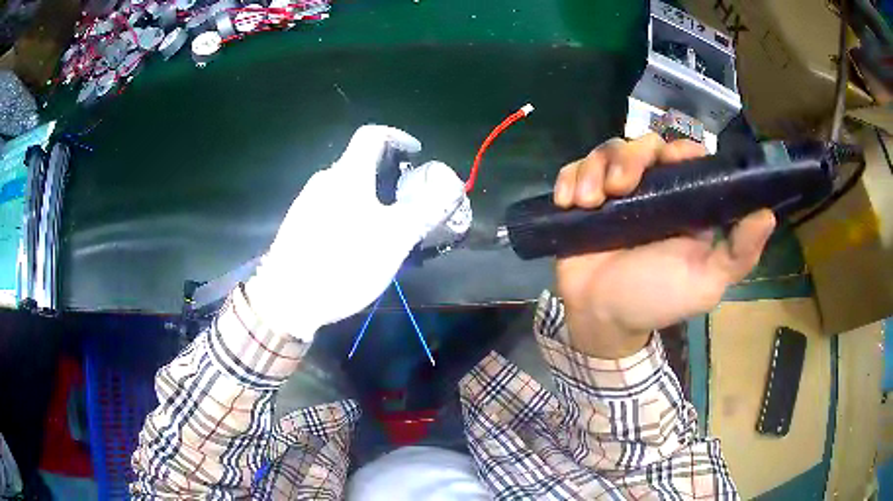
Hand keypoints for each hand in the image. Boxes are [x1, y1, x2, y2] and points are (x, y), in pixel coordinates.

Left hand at [245, 125, 464, 340]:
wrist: (286, 299)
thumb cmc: (342, 263)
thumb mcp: (393, 239)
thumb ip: (424, 211)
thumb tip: (450, 189)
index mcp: (347, 175)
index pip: (371, 135)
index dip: (397, 136)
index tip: (416, 152)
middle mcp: (324, 180)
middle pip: (359, 161)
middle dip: (388, 172)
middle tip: (408, 197)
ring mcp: (307, 201)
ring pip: (345, 186)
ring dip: (370, 194)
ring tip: (386, 223)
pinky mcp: (298, 223)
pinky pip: (331, 205)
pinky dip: (352, 210)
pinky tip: (356, 241)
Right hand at [553, 134, 775, 358]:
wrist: (603, 318)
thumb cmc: (658, 300)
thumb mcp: (706, 282)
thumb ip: (738, 253)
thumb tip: (767, 213)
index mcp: (683, 202)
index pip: (684, 156)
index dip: (678, 149)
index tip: (668, 160)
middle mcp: (651, 190)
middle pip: (641, 145)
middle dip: (628, 157)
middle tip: (617, 188)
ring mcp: (615, 193)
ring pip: (607, 151)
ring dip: (594, 169)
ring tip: (588, 201)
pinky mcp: (585, 200)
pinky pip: (575, 169)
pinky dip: (569, 177)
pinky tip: (568, 200)